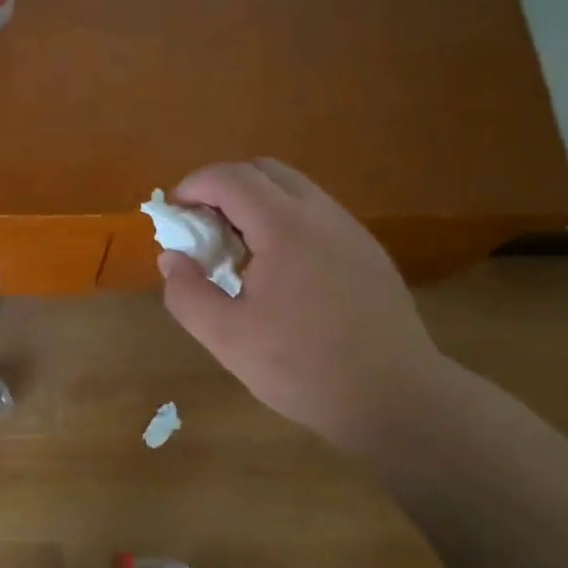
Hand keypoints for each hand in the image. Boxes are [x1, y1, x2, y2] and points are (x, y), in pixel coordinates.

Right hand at [157, 159, 449, 456]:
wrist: (394, 397)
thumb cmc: (302, 367)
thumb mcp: (226, 338)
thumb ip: (187, 293)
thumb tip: (172, 258)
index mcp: (285, 228)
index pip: (231, 178)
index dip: (193, 186)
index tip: (172, 214)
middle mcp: (322, 215)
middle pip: (265, 171)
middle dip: (223, 188)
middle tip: (201, 228)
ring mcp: (351, 231)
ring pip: (295, 191)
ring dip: (255, 204)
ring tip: (235, 251)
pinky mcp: (368, 252)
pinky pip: (316, 216)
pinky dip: (283, 222)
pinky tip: (276, 272)